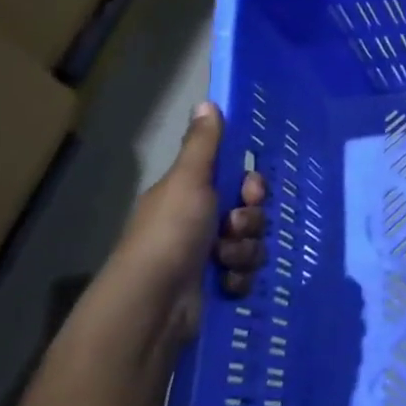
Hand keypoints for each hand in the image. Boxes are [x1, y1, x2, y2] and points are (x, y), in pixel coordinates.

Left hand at [103, 102, 266, 343]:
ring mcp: (207, 258)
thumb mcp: (188, 181)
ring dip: (245, 251)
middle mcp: (199, 224)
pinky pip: (247, 274)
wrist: (153, 305)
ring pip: (252, 244)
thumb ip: (203, 145)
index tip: (249, 191)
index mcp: (190, 195)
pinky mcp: (216, 288)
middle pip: (250, 212)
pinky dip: (239, 278)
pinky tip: (224, 283)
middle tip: (234, 228)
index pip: (237, 181)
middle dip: (250, 221)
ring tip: (223, 261)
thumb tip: (206, 101)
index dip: (251, 185)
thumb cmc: (170, 234)